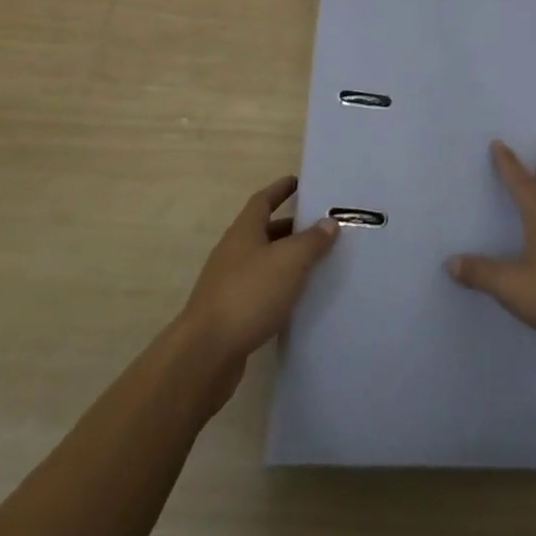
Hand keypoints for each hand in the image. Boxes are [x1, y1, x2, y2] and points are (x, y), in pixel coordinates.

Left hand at [181, 177, 339, 367]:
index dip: (280, 189)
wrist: (206, 353)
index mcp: (244, 232)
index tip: (298, 182)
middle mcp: (233, 252)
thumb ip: (311, 241)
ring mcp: (228, 283)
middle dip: (290, 227)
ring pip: (263, 262)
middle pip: (263, 231)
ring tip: (316, 262)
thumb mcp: (289, 262)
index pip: (263, 201)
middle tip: (319, 227)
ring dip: (286, 259)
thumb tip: (329, 222)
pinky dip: (279, 287)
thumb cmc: (249, 294)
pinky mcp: (230, 312)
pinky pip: (260, 289)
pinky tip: (297, 298)